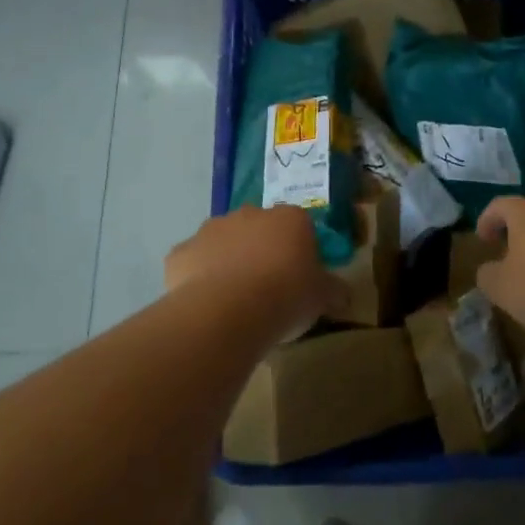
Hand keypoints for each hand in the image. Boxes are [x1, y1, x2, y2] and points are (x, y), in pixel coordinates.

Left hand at [164, 205, 344, 342]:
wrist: (228, 311)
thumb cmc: (286, 296)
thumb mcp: (322, 298)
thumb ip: (333, 290)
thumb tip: (344, 294)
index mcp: (289, 219)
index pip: (299, 226)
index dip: (299, 250)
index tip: (299, 276)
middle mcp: (249, 214)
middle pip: (258, 228)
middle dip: (261, 250)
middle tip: (266, 286)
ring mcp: (211, 230)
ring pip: (223, 241)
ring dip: (228, 260)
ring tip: (234, 299)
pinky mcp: (181, 252)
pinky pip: (192, 262)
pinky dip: (197, 277)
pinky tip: (205, 303)